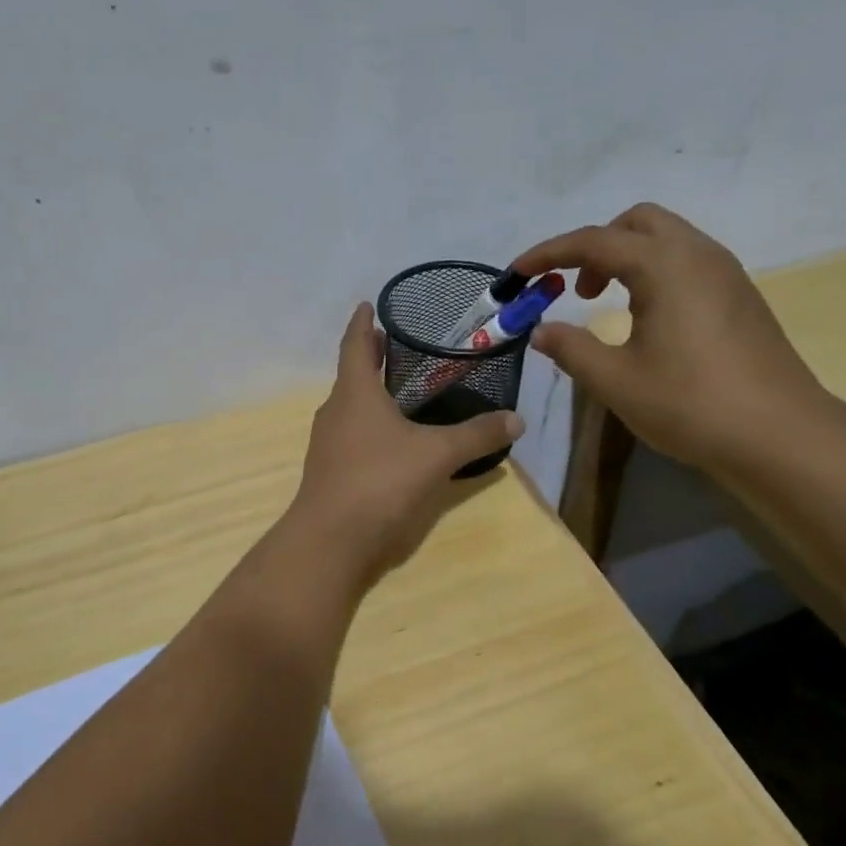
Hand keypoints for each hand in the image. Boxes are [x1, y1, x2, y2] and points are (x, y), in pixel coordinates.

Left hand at [289, 303, 523, 585]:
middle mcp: (335, 411)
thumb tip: (517, 419)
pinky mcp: (331, 470)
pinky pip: (353, 434)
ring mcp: (328, 443)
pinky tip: (394, 439)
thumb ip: (477, 435)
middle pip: (352, 374)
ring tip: (403, 390)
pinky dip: (372, 425)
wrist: (330, 540)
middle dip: (372, 357)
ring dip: (372, 393)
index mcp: (354, 392)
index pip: (355, 344)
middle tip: (399, 345)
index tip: (369, 304)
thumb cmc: (379, 481)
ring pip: (352, 406)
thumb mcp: (436, 455)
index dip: (362, 322)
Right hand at [512, 203, 835, 471]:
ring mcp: (725, 273)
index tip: (517, 274)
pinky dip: (652, 272)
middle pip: (636, 223)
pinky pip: (685, 261)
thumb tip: (541, 331)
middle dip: (594, 246)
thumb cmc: (690, 404)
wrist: (780, 435)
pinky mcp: (739, 295)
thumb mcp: (615, 380)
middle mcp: (698, 255)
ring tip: (604, 304)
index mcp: (665, 266)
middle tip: (573, 290)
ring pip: (665, 239)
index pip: (594, 240)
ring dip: (625, 258)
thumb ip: (571, 348)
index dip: (548, 253)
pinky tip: (644, 318)